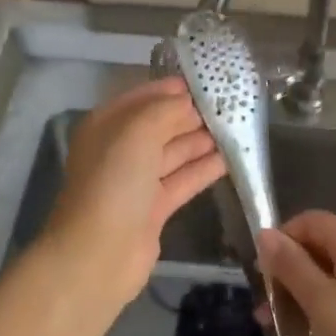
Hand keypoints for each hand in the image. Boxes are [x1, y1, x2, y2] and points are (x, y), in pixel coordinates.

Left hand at [46, 78, 225, 303]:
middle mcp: (120, 150)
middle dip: (191, 114)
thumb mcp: (138, 133)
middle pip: (160, 125)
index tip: (207, 80)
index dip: (171, 88)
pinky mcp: (153, 209)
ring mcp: (136, 181)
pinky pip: (182, 180)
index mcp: (107, 126)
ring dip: (202, 140)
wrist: (98, 255)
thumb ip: (165, 110)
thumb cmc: (114, 183)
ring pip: (174, 152)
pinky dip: (204, 169)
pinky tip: (231, 159)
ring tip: (237, 127)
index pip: (142, 98)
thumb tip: (188, 101)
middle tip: (230, 104)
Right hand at [259, 212, 335, 335]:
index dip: (284, 236)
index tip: (263, 268)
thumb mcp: (320, 300)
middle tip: (265, 303)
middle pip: (320, 247)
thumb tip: (264, 234)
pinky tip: (306, 334)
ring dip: (300, 293)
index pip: (312, 220)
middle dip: (288, 270)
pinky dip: (320, 308)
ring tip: (276, 325)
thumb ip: (291, 265)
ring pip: (329, 276)